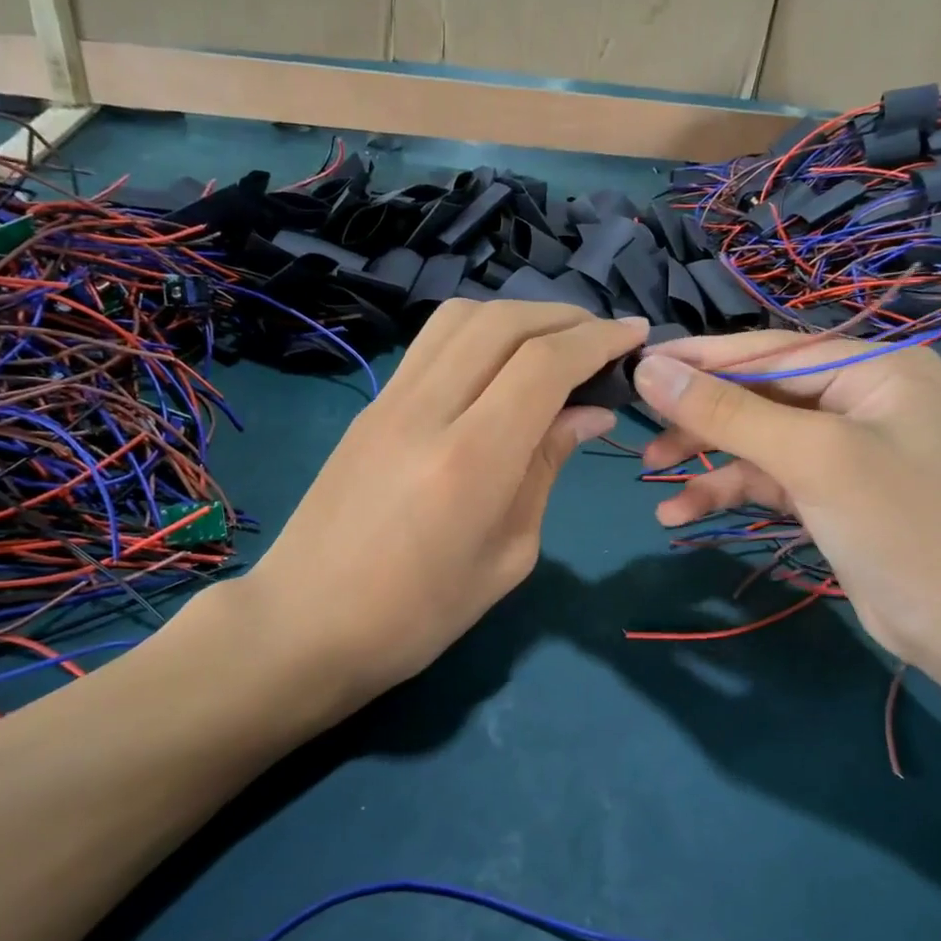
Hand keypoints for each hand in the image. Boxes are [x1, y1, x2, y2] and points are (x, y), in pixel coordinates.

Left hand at [246, 300, 647, 706]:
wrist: (306, 625)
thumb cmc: (419, 615)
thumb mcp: (508, 554)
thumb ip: (546, 469)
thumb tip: (587, 413)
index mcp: (471, 458)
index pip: (544, 363)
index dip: (597, 340)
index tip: (635, 337)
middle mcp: (427, 410)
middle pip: (503, 322)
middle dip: (565, 318)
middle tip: (602, 338)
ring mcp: (389, 401)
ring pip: (460, 318)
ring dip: (518, 315)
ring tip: (553, 342)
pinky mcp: (370, 406)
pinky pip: (431, 344)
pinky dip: (478, 334)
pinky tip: (498, 364)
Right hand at [632, 332, 940, 672]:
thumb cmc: (897, 525)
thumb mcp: (809, 458)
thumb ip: (727, 411)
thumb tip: (650, 370)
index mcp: (873, 367)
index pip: (769, 351)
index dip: (699, 359)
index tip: (637, 366)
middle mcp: (859, 396)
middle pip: (758, 394)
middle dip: (700, 418)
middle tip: (641, 432)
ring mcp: (844, 445)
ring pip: (756, 438)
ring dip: (706, 459)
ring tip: (653, 478)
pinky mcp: (828, 489)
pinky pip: (767, 476)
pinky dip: (727, 490)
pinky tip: (681, 513)